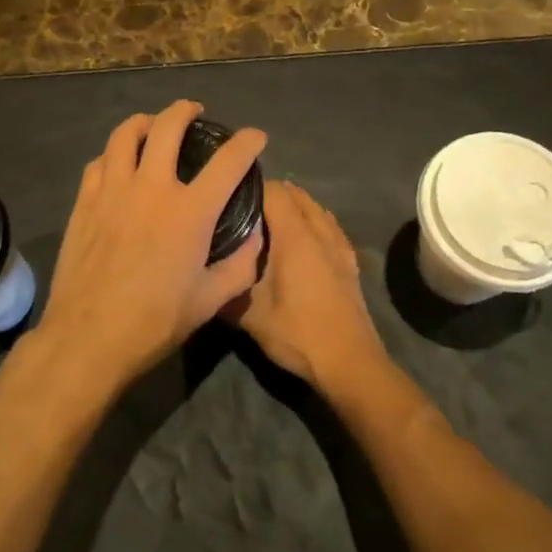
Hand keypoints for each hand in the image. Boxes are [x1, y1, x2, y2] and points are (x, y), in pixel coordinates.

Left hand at [35, 101, 267, 393]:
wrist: (88, 337)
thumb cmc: (154, 322)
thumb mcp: (210, 302)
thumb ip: (240, 266)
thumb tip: (254, 238)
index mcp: (190, 212)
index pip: (228, 162)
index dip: (247, 142)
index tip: (255, 136)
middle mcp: (151, 188)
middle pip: (168, 127)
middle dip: (185, 110)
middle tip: (194, 111)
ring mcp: (112, 190)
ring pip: (125, 134)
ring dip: (144, 121)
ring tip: (153, 125)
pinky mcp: (84, 201)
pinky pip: (99, 161)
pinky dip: (114, 153)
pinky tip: (119, 162)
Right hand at [228, 181, 384, 389]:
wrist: (349, 363)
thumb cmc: (297, 333)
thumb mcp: (249, 315)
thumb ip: (226, 287)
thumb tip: (202, 275)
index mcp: (295, 235)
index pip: (274, 190)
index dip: (251, 188)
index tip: (229, 198)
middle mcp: (319, 231)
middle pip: (296, 194)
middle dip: (271, 195)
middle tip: (244, 211)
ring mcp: (339, 245)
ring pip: (315, 208)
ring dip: (294, 207)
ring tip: (270, 222)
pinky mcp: (349, 261)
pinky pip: (329, 226)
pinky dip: (313, 221)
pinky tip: (301, 240)